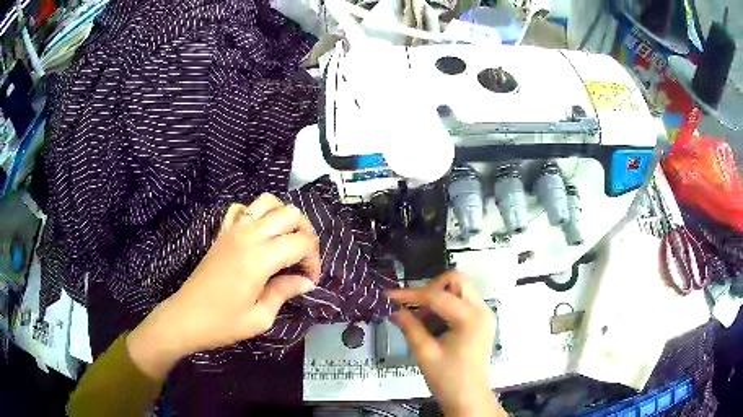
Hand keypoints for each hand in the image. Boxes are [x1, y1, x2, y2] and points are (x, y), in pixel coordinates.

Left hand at [127, 194, 320, 379]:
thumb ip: (284, 292)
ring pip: (268, 202)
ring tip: (284, 242)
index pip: (301, 242)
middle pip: (290, 213)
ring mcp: (233, 230)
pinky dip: (255, 214)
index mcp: (260, 258)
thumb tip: (305, 281)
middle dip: (305, 233)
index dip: (313, 260)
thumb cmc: (223, 323)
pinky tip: (257, 235)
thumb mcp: (260, 317)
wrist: (186, 317)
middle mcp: (248, 235)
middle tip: (302, 260)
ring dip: (283, 218)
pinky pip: (242, 209)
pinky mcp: (222, 232)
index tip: (309, 280)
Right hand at [387, 271, 503, 416]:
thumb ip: (410, 327)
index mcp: (470, 318)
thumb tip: (394, 310)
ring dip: (438, 298)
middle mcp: (482, 310)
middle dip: (431, 289)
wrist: (469, 399)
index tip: (389, 296)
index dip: (410, 294)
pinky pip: (463, 302)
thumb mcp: (425, 354)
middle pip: (456, 281)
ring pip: (459, 290)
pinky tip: (432, 324)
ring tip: (420, 319)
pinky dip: (446, 306)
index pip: (437, 296)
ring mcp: (484, 315)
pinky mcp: (482, 322)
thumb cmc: (448, 380)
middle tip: (412, 306)